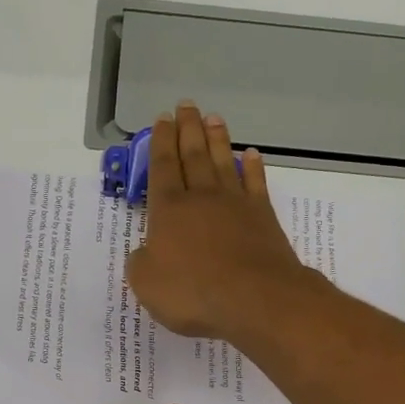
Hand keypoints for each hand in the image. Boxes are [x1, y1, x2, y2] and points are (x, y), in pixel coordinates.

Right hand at [125, 102, 319, 342]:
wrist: (254, 298)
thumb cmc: (193, 292)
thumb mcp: (147, 284)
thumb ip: (141, 263)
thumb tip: (147, 252)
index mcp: (168, 210)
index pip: (162, 167)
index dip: (160, 142)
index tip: (161, 119)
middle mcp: (201, 198)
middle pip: (192, 155)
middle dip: (187, 129)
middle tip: (186, 105)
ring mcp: (235, 204)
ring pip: (223, 162)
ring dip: (217, 139)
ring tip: (213, 117)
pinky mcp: (262, 217)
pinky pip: (255, 183)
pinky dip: (252, 167)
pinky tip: (251, 155)